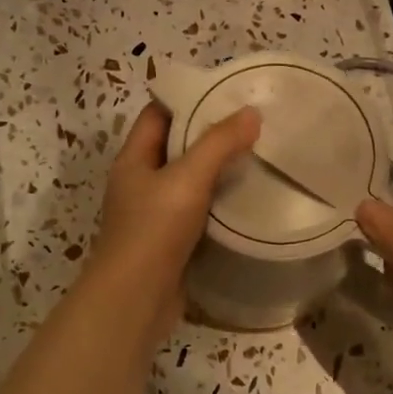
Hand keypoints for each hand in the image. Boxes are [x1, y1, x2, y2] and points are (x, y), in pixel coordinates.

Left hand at [89, 102, 259, 331]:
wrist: (135, 300)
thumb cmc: (153, 231)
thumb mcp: (188, 178)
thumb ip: (219, 144)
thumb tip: (251, 112)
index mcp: (134, 160)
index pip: (158, 114)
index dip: (188, 99)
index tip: (228, 93)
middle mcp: (140, 183)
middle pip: (176, 147)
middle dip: (210, 135)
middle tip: (253, 124)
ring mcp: (153, 215)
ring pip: (189, 182)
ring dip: (218, 171)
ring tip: (258, 156)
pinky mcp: (170, 243)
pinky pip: (197, 212)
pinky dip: (218, 204)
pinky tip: (248, 200)